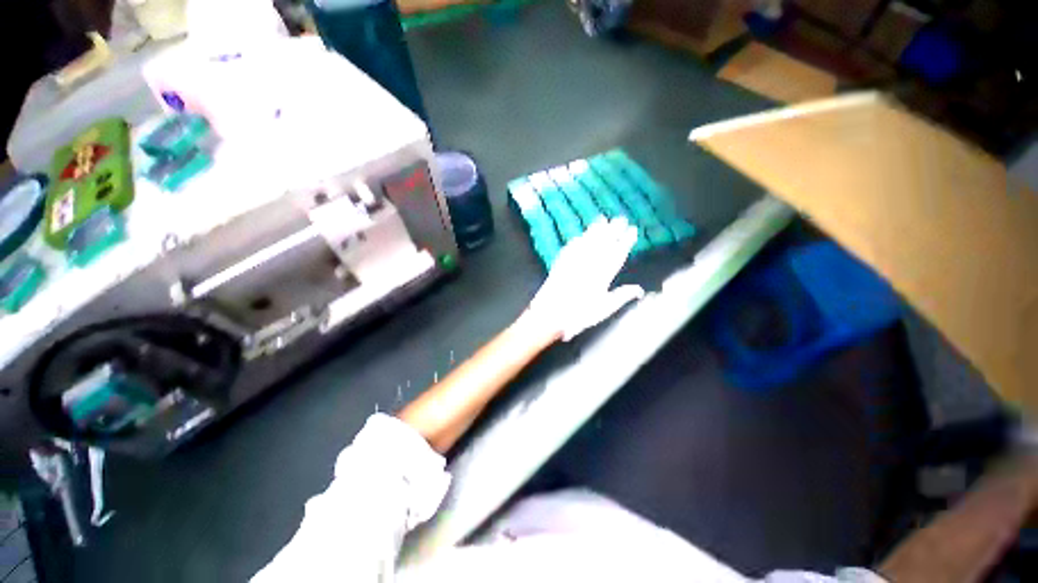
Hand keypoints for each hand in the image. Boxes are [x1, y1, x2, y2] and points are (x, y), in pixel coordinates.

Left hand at [527, 217, 643, 340]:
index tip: (633, 230)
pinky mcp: (560, 263)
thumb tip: (640, 290)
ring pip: (587, 241)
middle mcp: (589, 263)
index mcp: (603, 274)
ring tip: (602, 219)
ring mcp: (573, 261)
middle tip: (621, 218)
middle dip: (613, 229)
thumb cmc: (579, 314)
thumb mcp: (604, 308)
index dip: (626, 241)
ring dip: (596, 230)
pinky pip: (571, 247)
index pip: (617, 253)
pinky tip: (580, 236)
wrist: (550, 313)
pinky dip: (578, 240)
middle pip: (603, 243)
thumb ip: (622, 296)